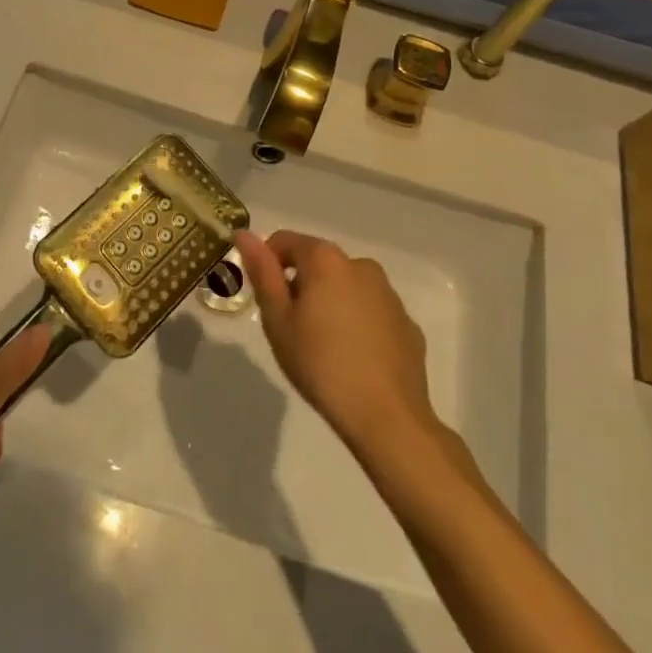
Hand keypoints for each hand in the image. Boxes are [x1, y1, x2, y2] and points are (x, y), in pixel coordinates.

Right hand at [234, 230, 444, 460]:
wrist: (387, 418)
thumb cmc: (321, 364)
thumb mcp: (278, 320)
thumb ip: (262, 273)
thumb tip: (244, 234)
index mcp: (326, 260)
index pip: (285, 241)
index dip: (267, 263)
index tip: (265, 299)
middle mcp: (361, 266)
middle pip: (318, 263)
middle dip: (300, 285)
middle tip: (291, 328)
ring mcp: (389, 295)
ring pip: (347, 286)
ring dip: (331, 302)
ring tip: (323, 346)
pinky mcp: (407, 324)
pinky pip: (372, 311)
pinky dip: (358, 323)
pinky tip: (353, 358)